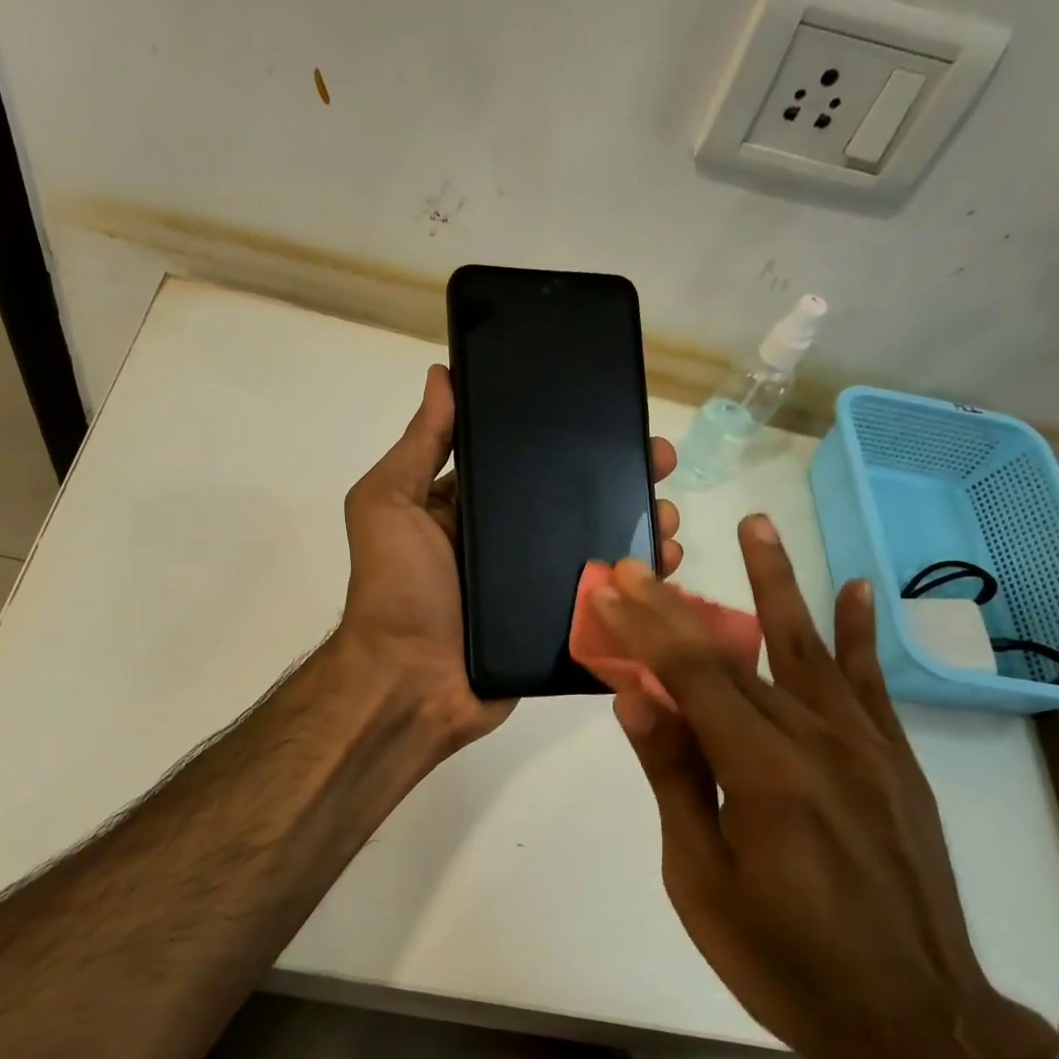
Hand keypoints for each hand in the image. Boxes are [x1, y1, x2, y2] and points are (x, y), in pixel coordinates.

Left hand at [338, 363, 681, 752]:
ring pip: (595, 545)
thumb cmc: (396, 589)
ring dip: (637, 525)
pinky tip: (666, 565)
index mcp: (467, 508)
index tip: (612, 417)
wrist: (411, 684)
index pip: (525, 461)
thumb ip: (419, 445)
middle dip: (619, 478)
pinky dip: (635, 582)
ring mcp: (533, 585)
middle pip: (571, 500)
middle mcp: (504, 541)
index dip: (566, 439)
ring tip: (669, 515)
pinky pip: (602, 597)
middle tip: (661, 462)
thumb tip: (443, 374)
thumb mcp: (388, 504)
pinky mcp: (555, 625)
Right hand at [590, 517, 1058, 1058]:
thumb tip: (637, 698)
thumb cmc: (786, 961)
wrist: (915, 1023)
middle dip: (678, 609)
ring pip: (809, 649)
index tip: (611, 588)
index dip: (646, 628)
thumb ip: (676, 778)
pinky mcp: (896, 763)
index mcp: (765, 773)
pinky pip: (873, 686)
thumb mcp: (703, 879)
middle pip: (735, 657)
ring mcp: (866, 748)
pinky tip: (853, 588)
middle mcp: (819, 742)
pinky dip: (860, 634)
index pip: (693, 677)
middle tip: (641, 563)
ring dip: (776, 584)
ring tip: (757, 525)